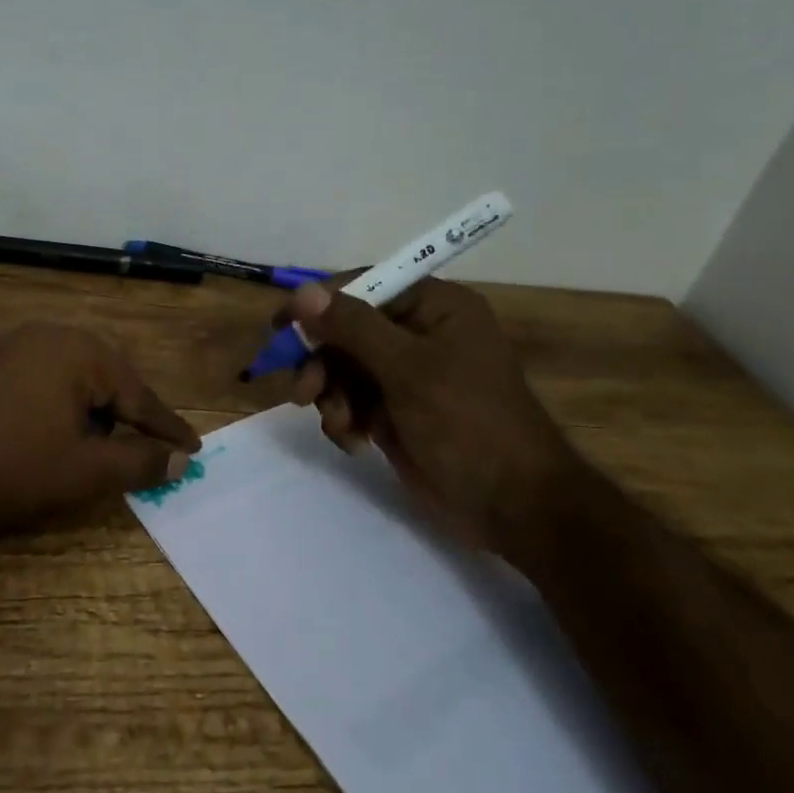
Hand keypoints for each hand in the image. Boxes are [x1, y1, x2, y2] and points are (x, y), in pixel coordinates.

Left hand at [0, 324, 201, 544]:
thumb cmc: (7, 470)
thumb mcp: (83, 472)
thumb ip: (138, 462)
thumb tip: (180, 459)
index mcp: (77, 350)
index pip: (137, 394)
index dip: (166, 426)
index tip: (194, 447)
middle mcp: (45, 333)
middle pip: (105, 375)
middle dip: (128, 411)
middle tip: (147, 444)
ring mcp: (6, 342)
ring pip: (69, 372)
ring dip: (90, 405)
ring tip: (98, 440)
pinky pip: (35, 374)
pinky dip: (55, 399)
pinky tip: (49, 427)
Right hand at [281, 280, 584, 573]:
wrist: (512, 507)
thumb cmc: (467, 423)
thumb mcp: (408, 369)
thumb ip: (353, 327)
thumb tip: (301, 292)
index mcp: (435, 307)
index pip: (364, 285)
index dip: (320, 303)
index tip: (281, 327)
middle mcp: (419, 333)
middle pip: (347, 329)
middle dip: (323, 360)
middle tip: (304, 390)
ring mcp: (407, 375)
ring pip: (343, 367)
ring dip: (331, 394)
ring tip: (340, 423)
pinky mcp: (396, 411)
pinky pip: (351, 400)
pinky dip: (343, 418)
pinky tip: (353, 441)